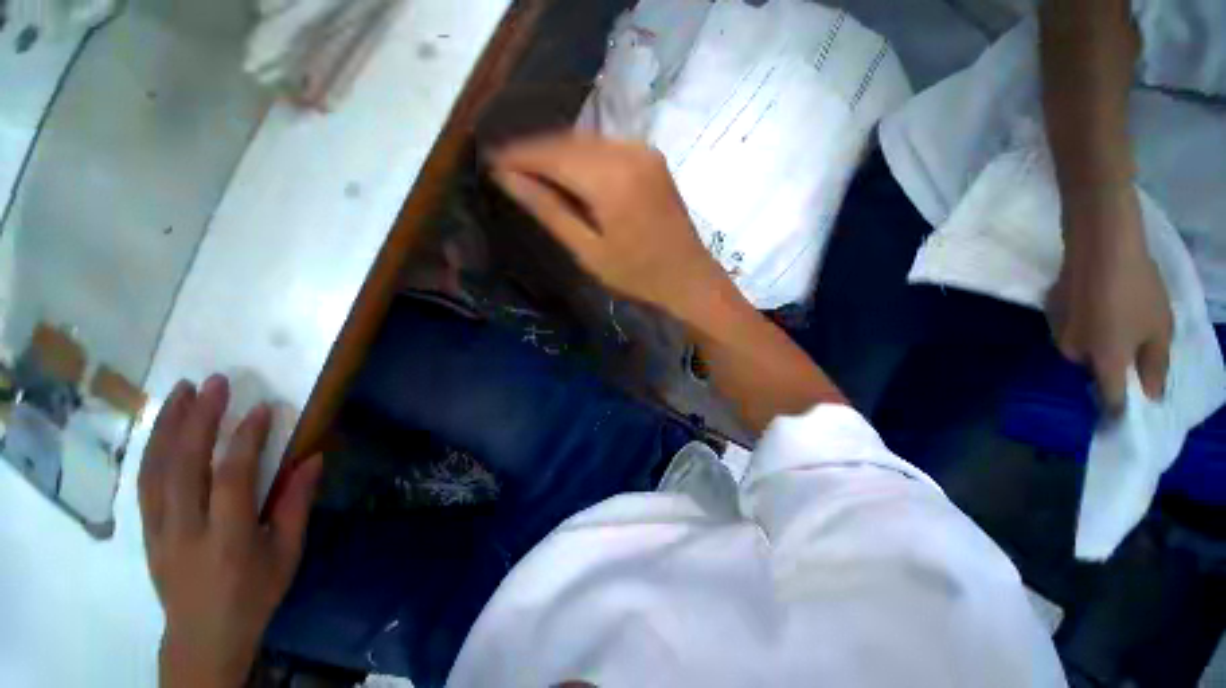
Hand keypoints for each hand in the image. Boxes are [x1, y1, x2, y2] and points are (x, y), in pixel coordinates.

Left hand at [139, 375, 322, 687]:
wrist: (203, 637)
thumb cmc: (254, 594)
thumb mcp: (287, 553)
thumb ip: (297, 505)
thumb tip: (314, 458)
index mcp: (227, 539)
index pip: (231, 479)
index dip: (245, 440)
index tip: (260, 408)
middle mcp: (185, 530)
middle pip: (183, 466)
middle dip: (198, 419)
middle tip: (215, 383)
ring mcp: (158, 530)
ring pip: (156, 469)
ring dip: (168, 426)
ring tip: (183, 392)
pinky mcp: (146, 530)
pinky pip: (144, 482)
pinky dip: (153, 448)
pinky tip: (163, 427)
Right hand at [488, 134, 727, 323]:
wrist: (689, 279)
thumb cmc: (637, 275)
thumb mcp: (588, 251)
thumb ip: (548, 210)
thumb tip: (507, 178)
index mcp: (611, 178)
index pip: (551, 154)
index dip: (518, 156)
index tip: (490, 161)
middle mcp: (628, 151)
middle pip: (568, 141)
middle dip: (535, 152)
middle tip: (506, 168)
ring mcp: (644, 151)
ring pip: (586, 141)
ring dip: (557, 153)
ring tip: (531, 172)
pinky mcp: (651, 158)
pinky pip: (606, 148)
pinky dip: (582, 157)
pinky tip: (569, 174)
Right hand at [1049, 188, 1172, 412]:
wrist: (1100, 247)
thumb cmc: (1138, 290)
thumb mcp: (1161, 328)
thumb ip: (1155, 365)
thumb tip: (1151, 395)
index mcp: (1104, 361)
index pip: (1111, 398)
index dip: (1120, 409)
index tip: (1127, 416)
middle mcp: (1075, 353)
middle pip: (1093, 368)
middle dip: (1109, 363)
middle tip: (1130, 343)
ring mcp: (1058, 331)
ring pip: (1079, 346)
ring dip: (1095, 341)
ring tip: (1113, 317)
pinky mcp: (1050, 312)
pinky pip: (1070, 327)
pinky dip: (1083, 323)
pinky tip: (1095, 302)